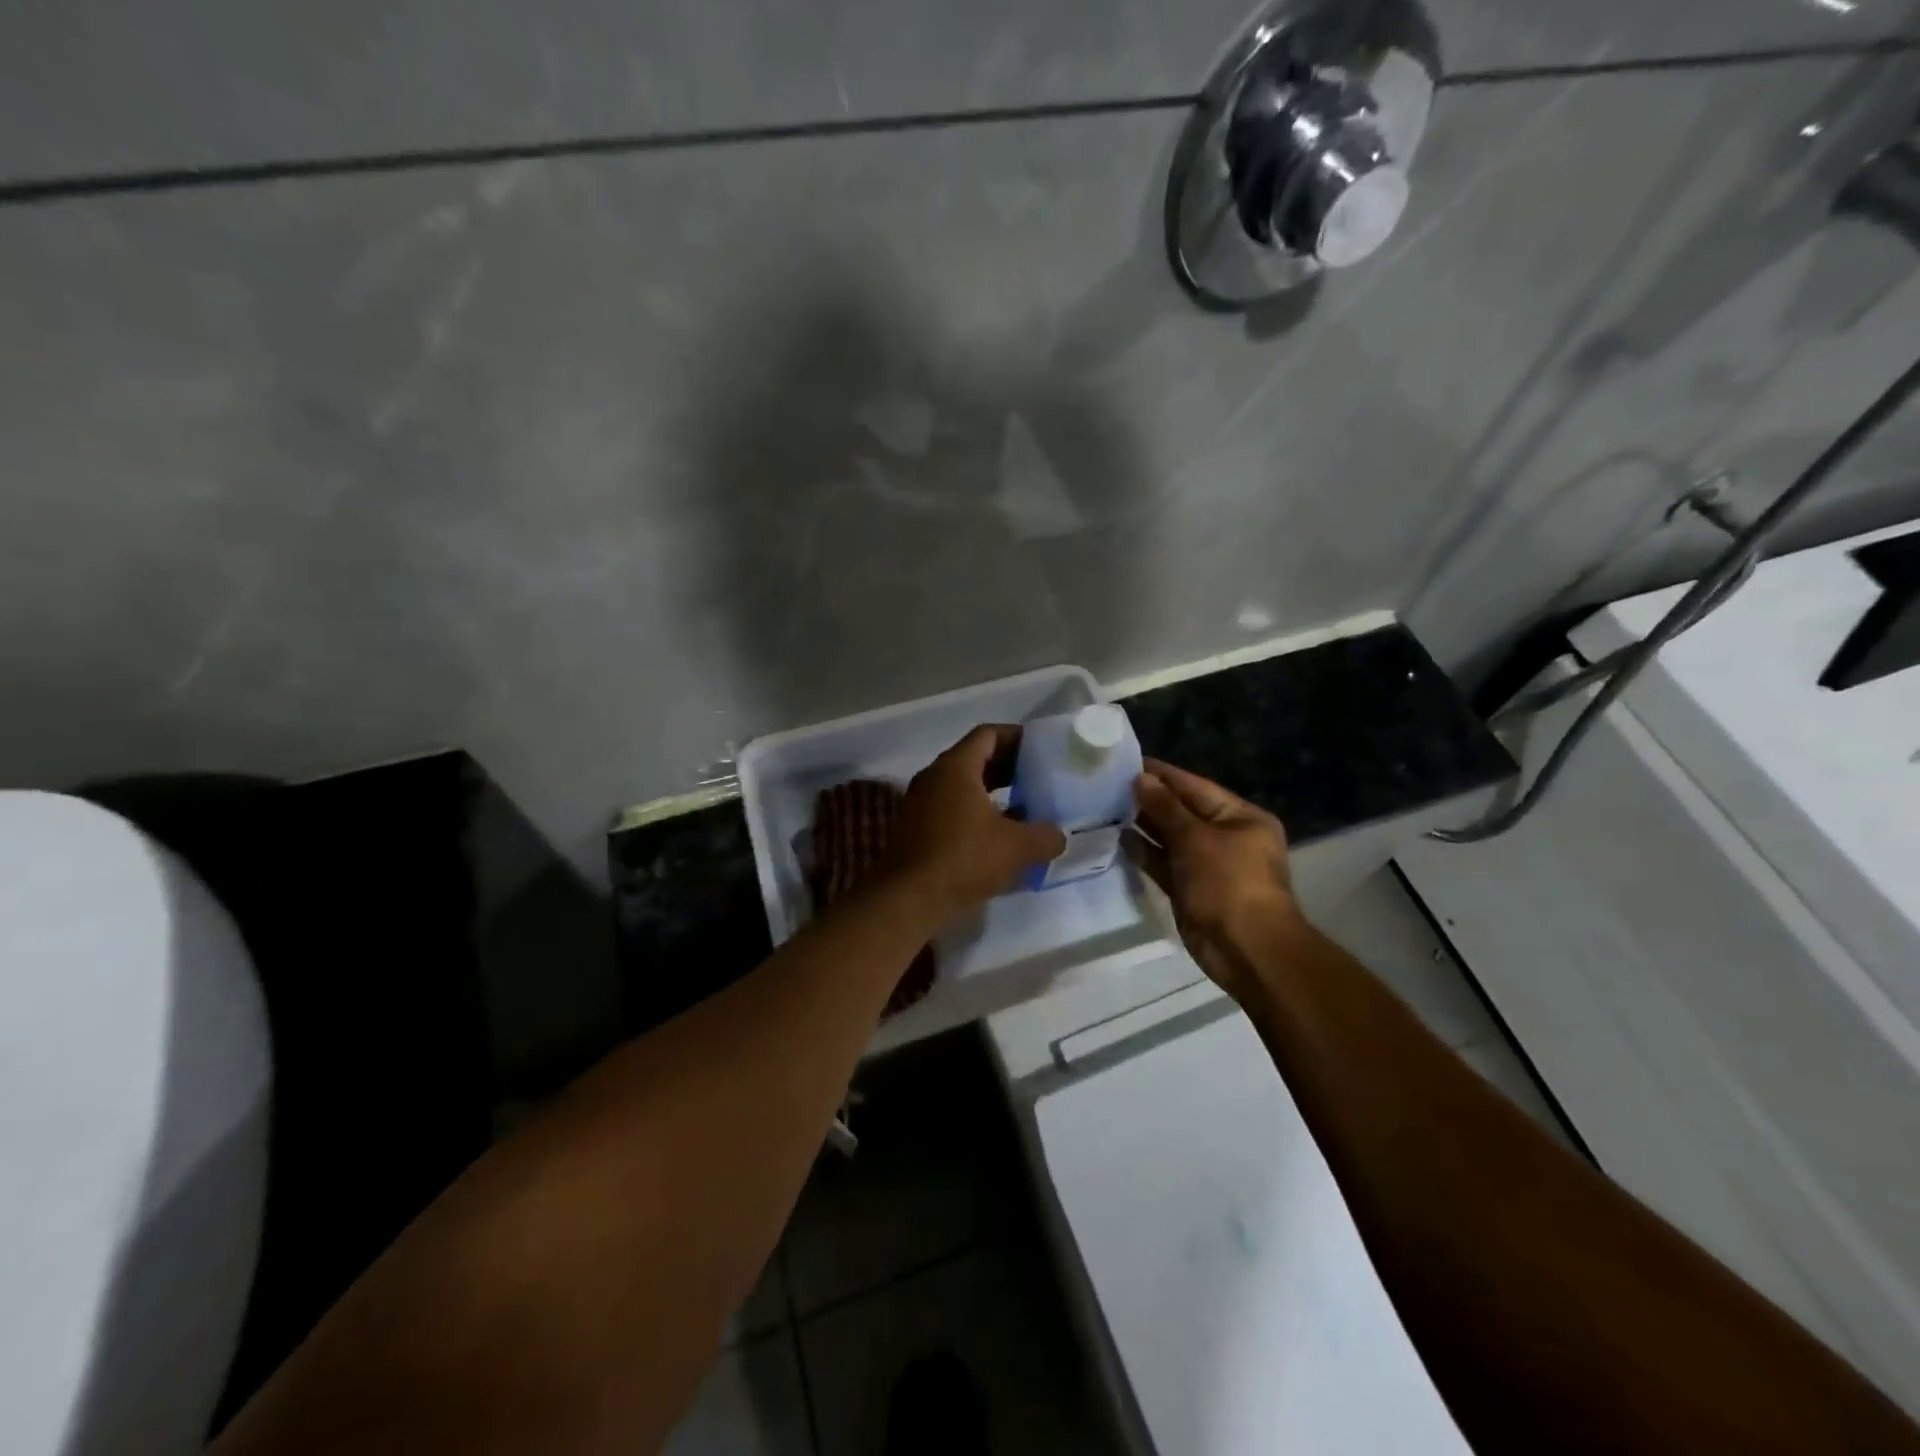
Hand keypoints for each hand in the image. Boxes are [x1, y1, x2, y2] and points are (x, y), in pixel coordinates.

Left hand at [883, 725, 1066, 921]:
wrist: (907, 899)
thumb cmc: (963, 860)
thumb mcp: (1017, 847)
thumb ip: (1046, 835)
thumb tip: (1057, 834)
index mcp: (955, 767)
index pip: (988, 734)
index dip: (1017, 737)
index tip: (1042, 749)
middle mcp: (934, 777)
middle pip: (975, 758)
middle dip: (1009, 767)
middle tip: (1039, 778)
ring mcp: (920, 803)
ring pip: (963, 786)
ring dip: (994, 793)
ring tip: (1025, 808)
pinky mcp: (916, 829)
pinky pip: (952, 809)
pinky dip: (977, 813)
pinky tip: (999, 837)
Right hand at [1127, 759, 1305, 1003]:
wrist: (1246, 950)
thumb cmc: (1228, 883)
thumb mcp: (1196, 839)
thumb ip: (1165, 808)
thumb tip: (1140, 779)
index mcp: (1239, 817)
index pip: (1194, 786)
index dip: (1161, 774)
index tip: (1126, 761)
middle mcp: (1226, 837)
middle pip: (1181, 811)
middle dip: (1148, 799)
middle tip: (1106, 784)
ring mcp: (1208, 865)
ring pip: (1170, 838)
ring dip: (1142, 826)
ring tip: (1105, 807)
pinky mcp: (1191, 889)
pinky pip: (1164, 864)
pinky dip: (1144, 853)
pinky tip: (1117, 839)